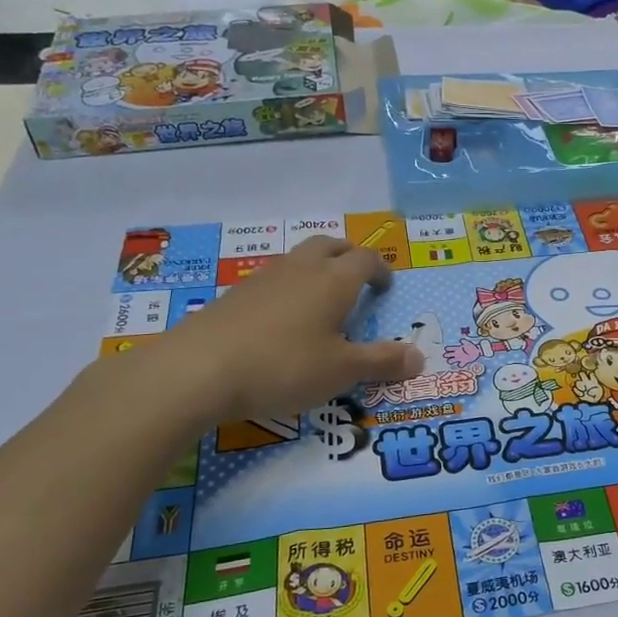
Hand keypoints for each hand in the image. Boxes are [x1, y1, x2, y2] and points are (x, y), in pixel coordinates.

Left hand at [99, 237, 422, 424]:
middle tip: (357, 279)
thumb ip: (382, 362)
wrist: (197, 370)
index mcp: (334, 280)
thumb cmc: (283, 366)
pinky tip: (281, 322)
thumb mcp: (342, 371)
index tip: (385, 287)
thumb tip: (420, 356)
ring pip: (298, 259)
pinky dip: (288, 289)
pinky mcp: (234, 296)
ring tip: (320, 301)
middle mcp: (301, 269)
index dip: (381, 270)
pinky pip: (272, 280)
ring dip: (316, 269)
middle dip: (349, 256)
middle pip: (330, 245)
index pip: (366, 259)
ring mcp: (263, 279)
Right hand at [444, 338, 482, 367]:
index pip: (450, 348)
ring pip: (452, 360)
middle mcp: (457, 353)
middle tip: (445, 355)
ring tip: (450, 361)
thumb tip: (461, 340)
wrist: (477, 351)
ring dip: (450, 361)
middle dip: (447, 355)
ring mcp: (460, 358)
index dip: (447, 349)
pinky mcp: (464, 362)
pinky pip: (460, 364)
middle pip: (449, 354)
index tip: (446, 349)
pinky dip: (460, 365)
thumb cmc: (472, 346)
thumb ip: (464, 341)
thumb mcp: (467, 342)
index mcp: (457, 348)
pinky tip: (460, 364)